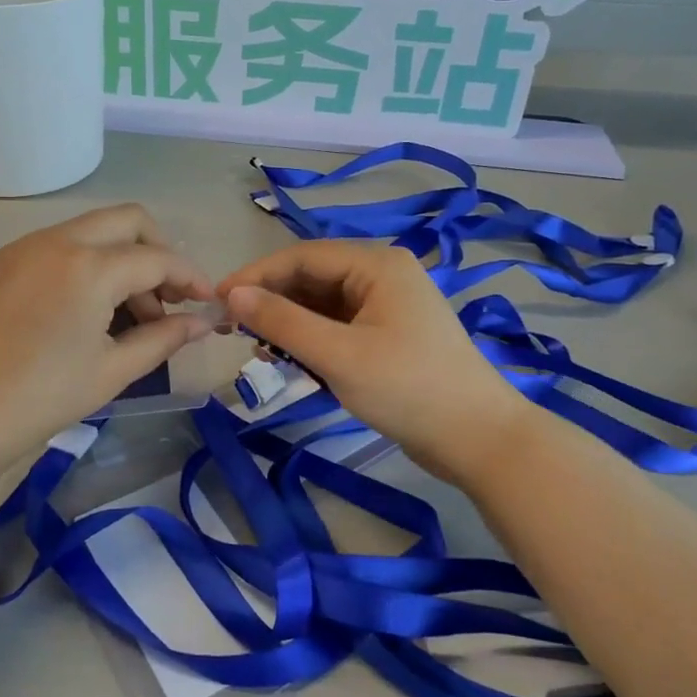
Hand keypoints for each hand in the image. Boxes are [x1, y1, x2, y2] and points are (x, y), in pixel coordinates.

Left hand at [0, 205, 214, 474]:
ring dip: (123, 258)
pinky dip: (89, 263)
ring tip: (131, 315)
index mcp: (89, 266)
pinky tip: (90, 309)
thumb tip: (202, 323)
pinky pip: (62, 245)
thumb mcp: (112, 371)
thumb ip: (163, 338)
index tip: (207, 304)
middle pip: (128, 220)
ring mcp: (26, 246)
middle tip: (169, 297)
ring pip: (93, 230)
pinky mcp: (4, 261)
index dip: (191, 278)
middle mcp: (58, 240)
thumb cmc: (40, 398)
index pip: (157, 258)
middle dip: (159, 250)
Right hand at [219, 241, 523, 480]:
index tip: (217, 300)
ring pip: (321, 302)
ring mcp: (387, 304)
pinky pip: (337, 324)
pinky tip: (291, 359)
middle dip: (271, 300)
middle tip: (232, 328)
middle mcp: (382, 274)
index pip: (301, 257)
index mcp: (376, 264)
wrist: (479, 439)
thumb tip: (233, 294)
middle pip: (311, 277)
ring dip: (288, 322)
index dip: (256, 276)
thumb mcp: (338, 355)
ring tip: (258, 347)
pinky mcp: (388, 333)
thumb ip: (282, 322)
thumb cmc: (409, 389)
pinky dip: (311, 338)